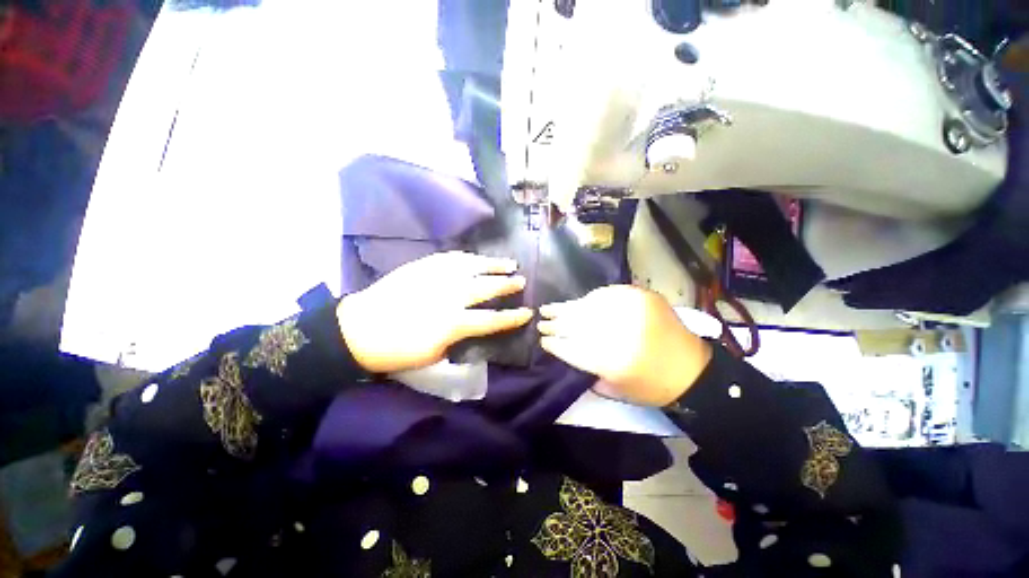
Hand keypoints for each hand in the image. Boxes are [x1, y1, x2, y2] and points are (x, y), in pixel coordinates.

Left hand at [337, 252, 531, 372]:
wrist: (359, 329)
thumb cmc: (397, 351)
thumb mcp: (433, 356)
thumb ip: (459, 339)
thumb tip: (474, 328)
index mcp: (453, 323)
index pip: (492, 319)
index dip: (512, 317)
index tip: (527, 312)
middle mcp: (450, 296)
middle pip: (486, 288)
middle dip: (507, 285)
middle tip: (521, 280)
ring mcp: (436, 277)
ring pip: (472, 267)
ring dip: (493, 265)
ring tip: (509, 263)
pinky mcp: (423, 266)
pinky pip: (451, 258)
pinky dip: (468, 257)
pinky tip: (476, 258)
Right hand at [538, 285, 711, 406]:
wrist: (693, 371)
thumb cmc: (651, 386)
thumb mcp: (615, 389)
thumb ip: (587, 369)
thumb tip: (566, 348)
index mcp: (613, 362)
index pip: (572, 348)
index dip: (555, 344)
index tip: (543, 340)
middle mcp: (621, 332)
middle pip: (577, 324)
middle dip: (555, 324)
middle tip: (541, 321)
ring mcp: (632, 310)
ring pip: (588, 306)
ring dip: (566, 308)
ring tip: (550, 308)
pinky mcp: (641, 296)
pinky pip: (607, 293)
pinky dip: (590, 298)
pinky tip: (578, 302)